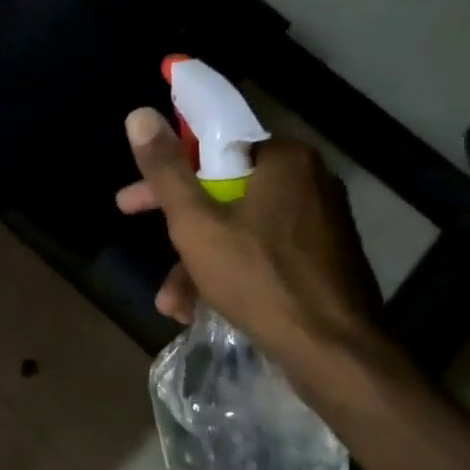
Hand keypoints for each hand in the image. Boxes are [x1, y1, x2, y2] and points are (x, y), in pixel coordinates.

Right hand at [116, 108, 388, 366]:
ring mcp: (321, 223)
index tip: (134, 201)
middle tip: (147, 245)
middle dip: (180, 229)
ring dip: (199, 263)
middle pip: (224, 192)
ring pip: (241, 229)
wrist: (335, 355)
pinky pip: (264, 253)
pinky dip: (231, 273)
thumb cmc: (260, 279)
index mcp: (285, 159)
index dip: (167, 175)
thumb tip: (139, 114)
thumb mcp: (196, 224)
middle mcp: (309, 181)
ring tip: (173, 303)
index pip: (212, 149)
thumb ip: (165, 170)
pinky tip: (203, 310)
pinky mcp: (324, 260)